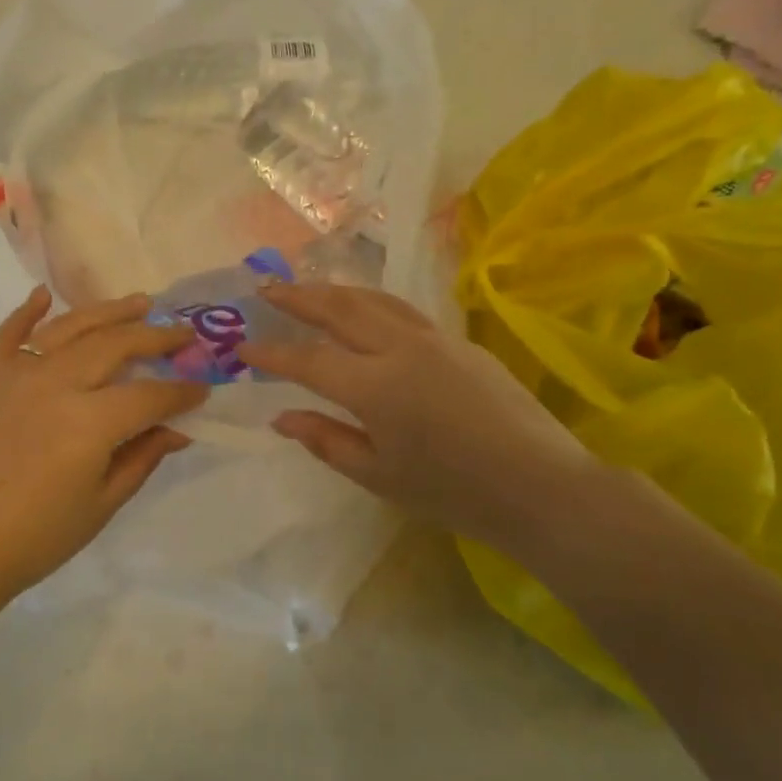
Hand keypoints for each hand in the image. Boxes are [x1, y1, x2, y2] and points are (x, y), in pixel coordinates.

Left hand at [0, 288, 205, 601]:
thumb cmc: (35, 538)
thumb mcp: (101, 504)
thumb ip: (142, 457)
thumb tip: (177, 429)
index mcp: (91, 421)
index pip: (150, 395)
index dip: (182, 392)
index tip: (204, 387)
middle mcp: (56, 383)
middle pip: (116, 345)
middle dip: (156, 337)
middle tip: (182, 333)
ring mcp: (16, 374)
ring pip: (70, 327)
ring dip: (108, 311)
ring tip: (138, 302)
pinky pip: (8, 333)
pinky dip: (27, 311)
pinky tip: (44, 295)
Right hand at [240, 284, 598, 550]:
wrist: (538, 484)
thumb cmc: (452, 491)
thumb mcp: (378, 475)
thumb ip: (326, 440)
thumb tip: (281, 417)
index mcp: (375, 387)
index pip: (308, 360)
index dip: (271, 354)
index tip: (243, 347)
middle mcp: (400, 349)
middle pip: (339, 309)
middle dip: (298, 297)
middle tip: (266, 290)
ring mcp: (434, 339)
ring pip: (374, 300)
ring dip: (335, 290)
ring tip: (308, 289)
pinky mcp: (460, 341)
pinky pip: (402, 311)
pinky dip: (370, 302)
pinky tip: (364, 310)